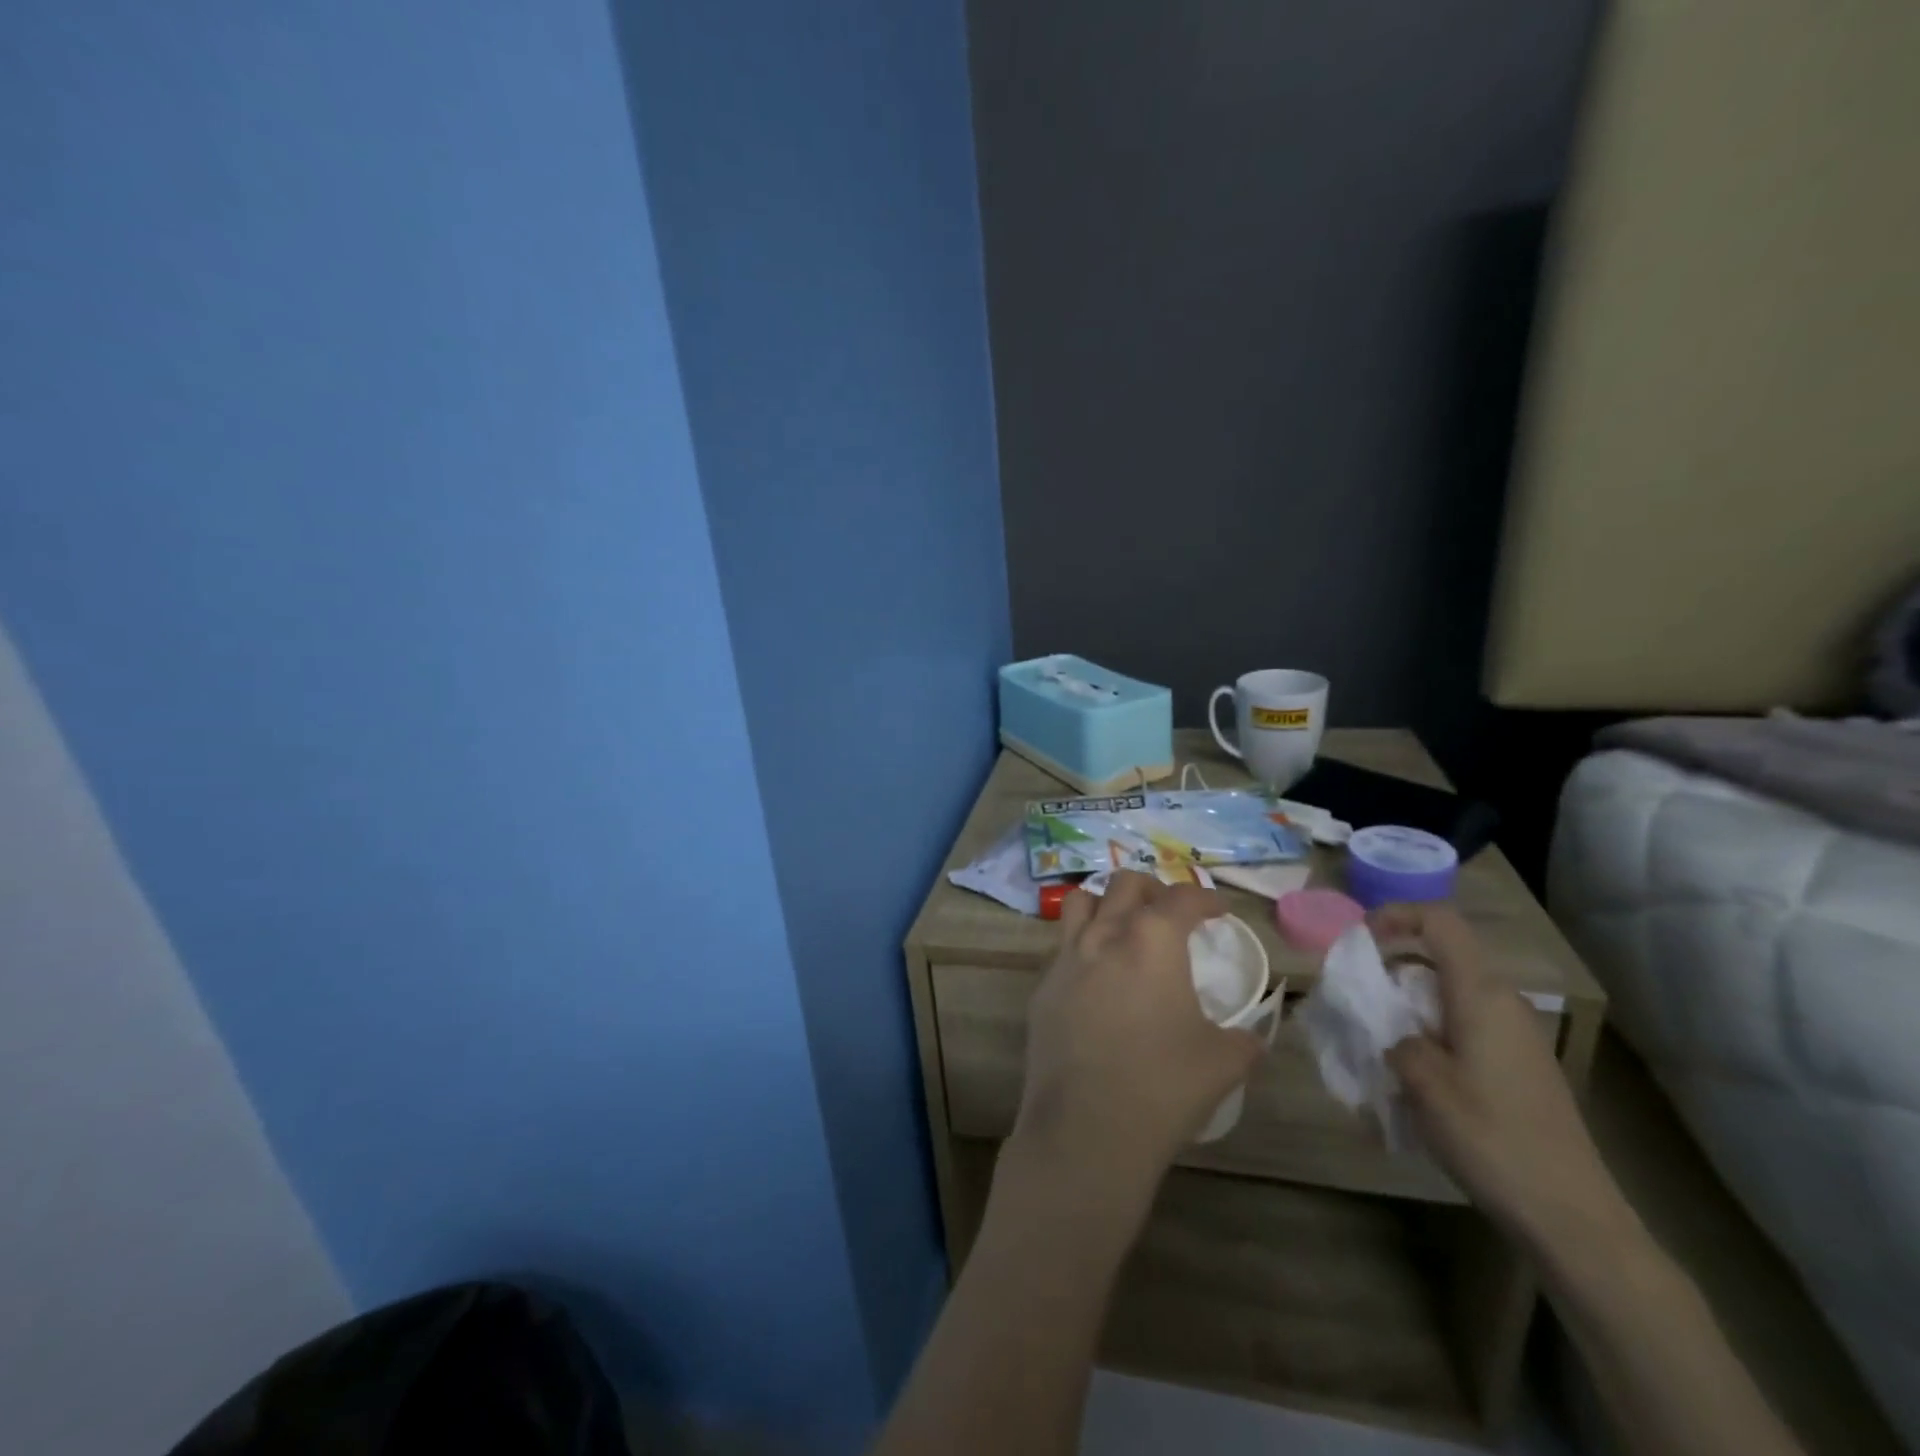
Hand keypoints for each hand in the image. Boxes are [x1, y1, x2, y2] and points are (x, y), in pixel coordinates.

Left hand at [1013, 872, 1262, 1196]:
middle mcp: (1104, 935)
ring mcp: (1065, 959)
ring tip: (1124, 929)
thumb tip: (1253, 1037)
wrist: (1086, 1128)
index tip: (1218, 909)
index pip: (1181, 898)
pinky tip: (1097, 982)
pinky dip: (1083, 948)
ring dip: (1106, 905)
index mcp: (1152, 940)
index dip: (1205, 898)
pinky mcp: (1042, 988)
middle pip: (1125, 883)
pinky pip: (1062, 948)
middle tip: (1170, 914)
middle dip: (1152, 889)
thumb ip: (1243, 1040)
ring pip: (1081, 903)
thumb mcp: (1223, 1063)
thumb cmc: (1163, 1086)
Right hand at [1378, 903, 1630, 1250]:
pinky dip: (1433, 1030)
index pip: (1440, 922)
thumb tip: (1393, 1031)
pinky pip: (1467, 1024)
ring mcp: (1518, 1035)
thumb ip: (1395, 1038)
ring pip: (1452, 993)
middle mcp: (1504, 1003)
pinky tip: (1417, 1075)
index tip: (1360, 941)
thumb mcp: (1423, 1082)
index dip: (1396, 916)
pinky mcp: (1522, 1065)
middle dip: (1395, 968)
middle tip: (1361, 1000)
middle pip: (1443, 957)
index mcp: (1481, 994)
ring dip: (1411, 1004)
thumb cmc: (1491, 1136)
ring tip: (1381, 1041)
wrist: (1571, 1215)